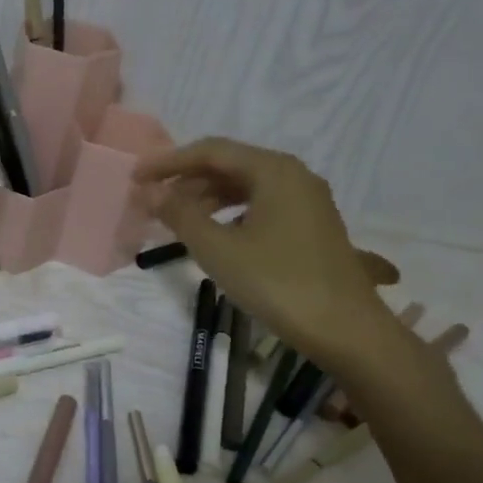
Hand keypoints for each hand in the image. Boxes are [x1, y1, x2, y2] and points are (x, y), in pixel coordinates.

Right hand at [133, 138, 401, 372]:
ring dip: (206, 199)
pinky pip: (260, 206)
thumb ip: (180, 215)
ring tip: (176, 220)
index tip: (136, 178)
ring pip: (245, 187)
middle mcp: (294, 176)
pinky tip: (213, 235)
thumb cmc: (278, 283)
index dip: (169, 162)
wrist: (346, 331)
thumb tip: (150, 192)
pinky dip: (229, 214)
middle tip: (152, 202)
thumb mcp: (218, 249)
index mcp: (274, 170)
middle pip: (229, 166)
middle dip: (187, 181)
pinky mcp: (311, 227)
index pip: (211, 151)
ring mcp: (307, 202)